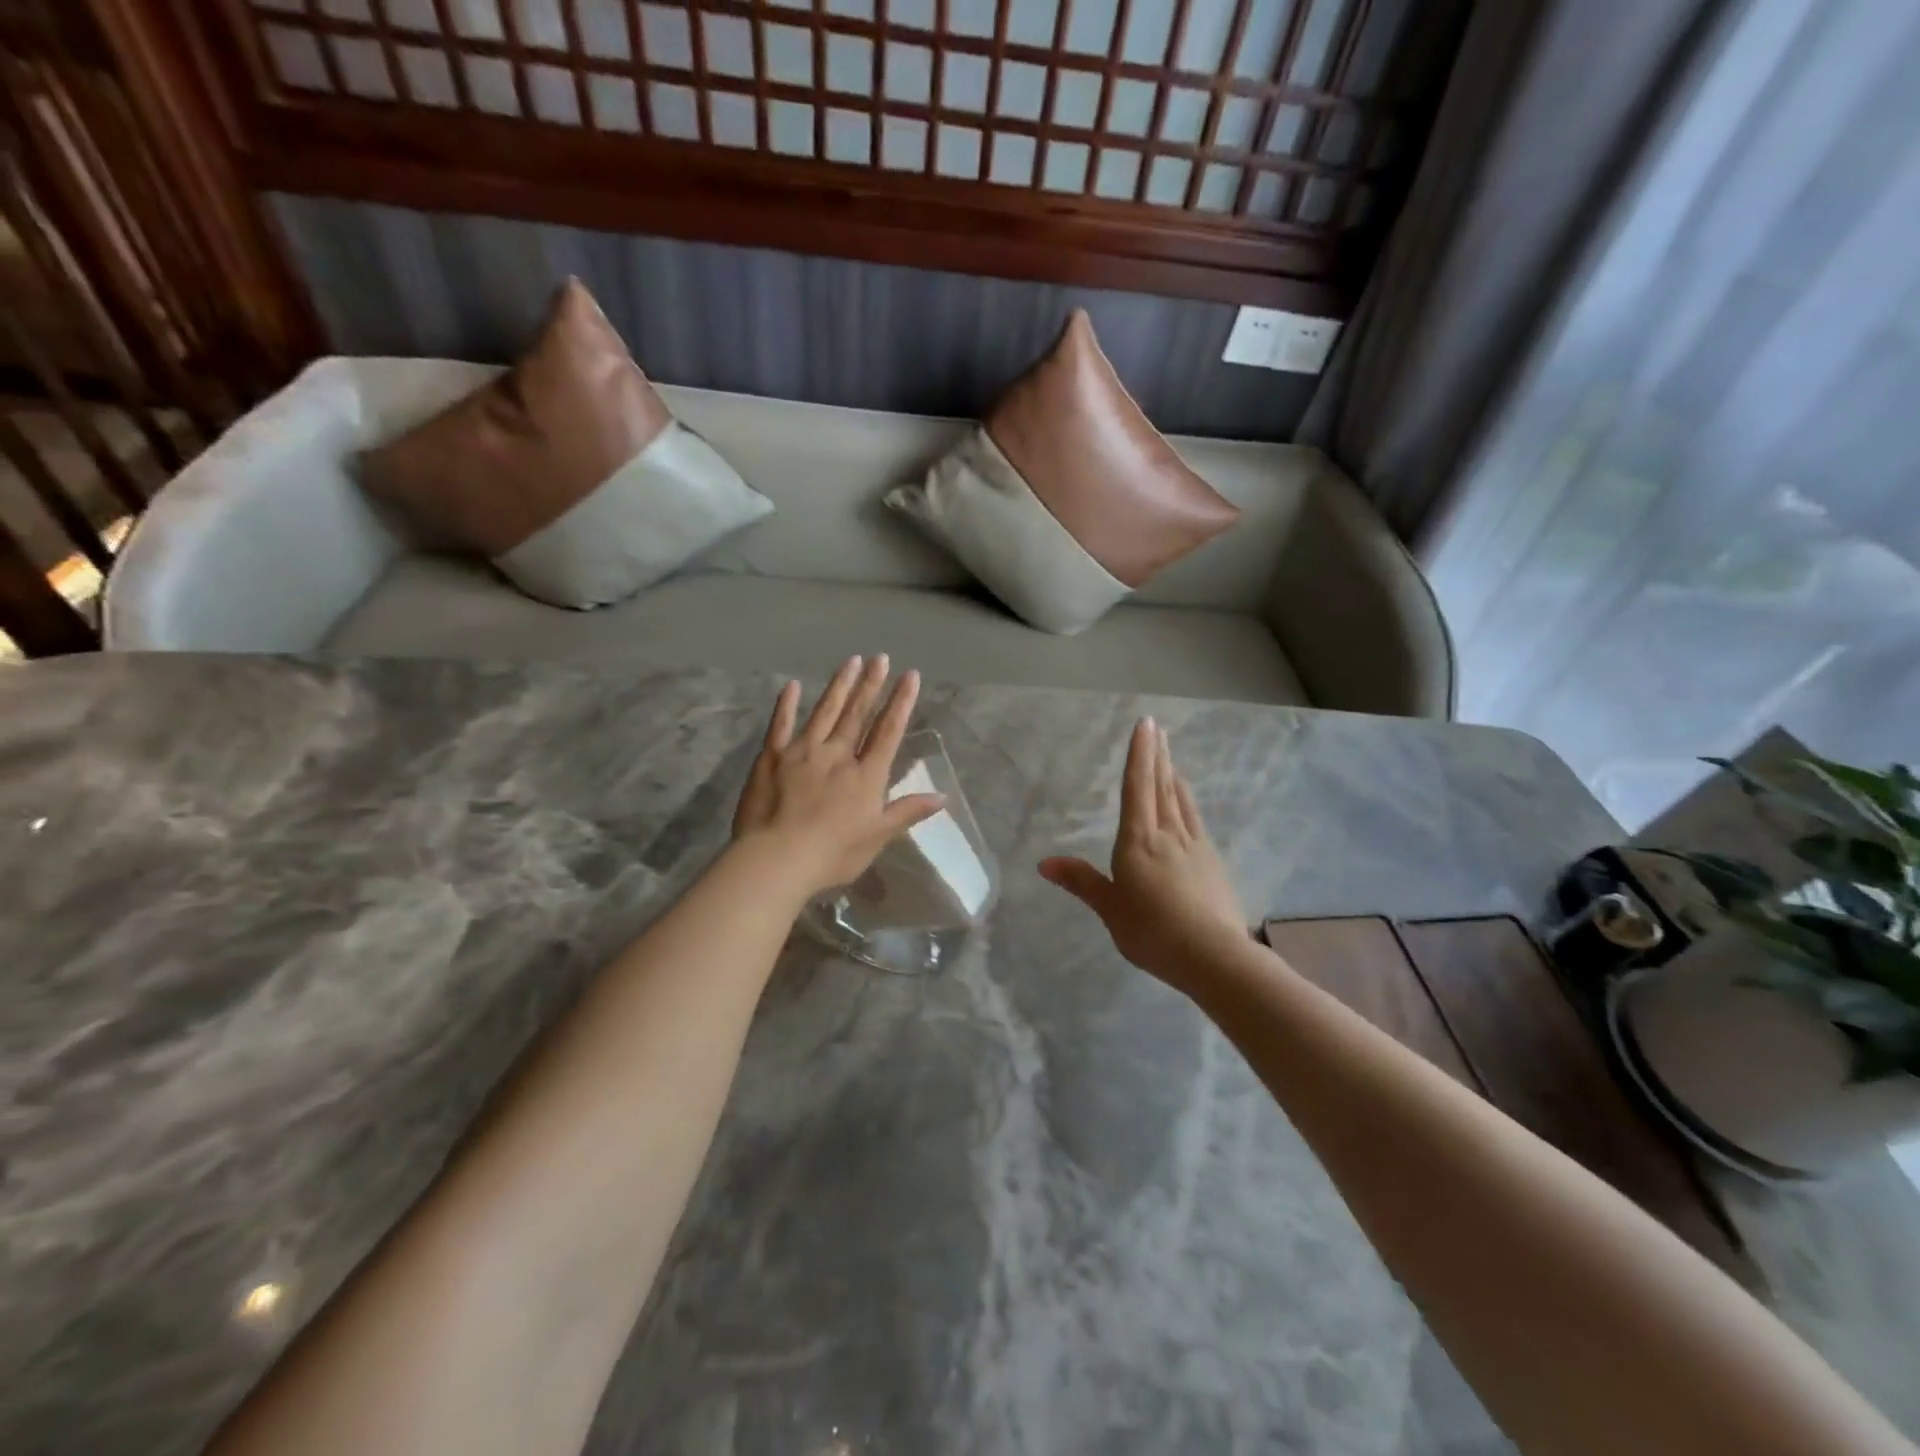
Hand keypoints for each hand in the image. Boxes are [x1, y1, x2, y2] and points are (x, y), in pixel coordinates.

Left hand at [732, 655, 946, 899]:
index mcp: (866, 775)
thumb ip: (908, 812)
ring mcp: (803, 751)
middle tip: (880, 658)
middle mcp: (838, 754)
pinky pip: (781, 724)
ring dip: (840, 685)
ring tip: (852, 661)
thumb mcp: (877, 837)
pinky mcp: (772, 757)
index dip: (901, 702)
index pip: (888, 731)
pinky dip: (786, 704)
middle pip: (858, 714)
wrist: (777, 859)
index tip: (910, 675)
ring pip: (825, 711)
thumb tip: (943, 796)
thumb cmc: (833, 854)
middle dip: (871, 685)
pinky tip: (792, 685)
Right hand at [1040, 718, 1248, 991]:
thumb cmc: (1152, 931)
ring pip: (1181, 802)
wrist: (1213, 955)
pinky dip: (1188, 804)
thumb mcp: (1109, 908)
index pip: (1137, 787)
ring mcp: (1195, 847)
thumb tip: (1043, 862)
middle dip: (1157, 756)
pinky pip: (1196, 822)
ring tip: (1171, 759)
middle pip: (1162, 787)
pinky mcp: (1212, 863)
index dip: (1139, 755)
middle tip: (1157, 729)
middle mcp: (1168, 834)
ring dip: (1174, 776)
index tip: (1144, 725)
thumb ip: (1081, 881)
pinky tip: (1188, 807)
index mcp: (1138, 841)